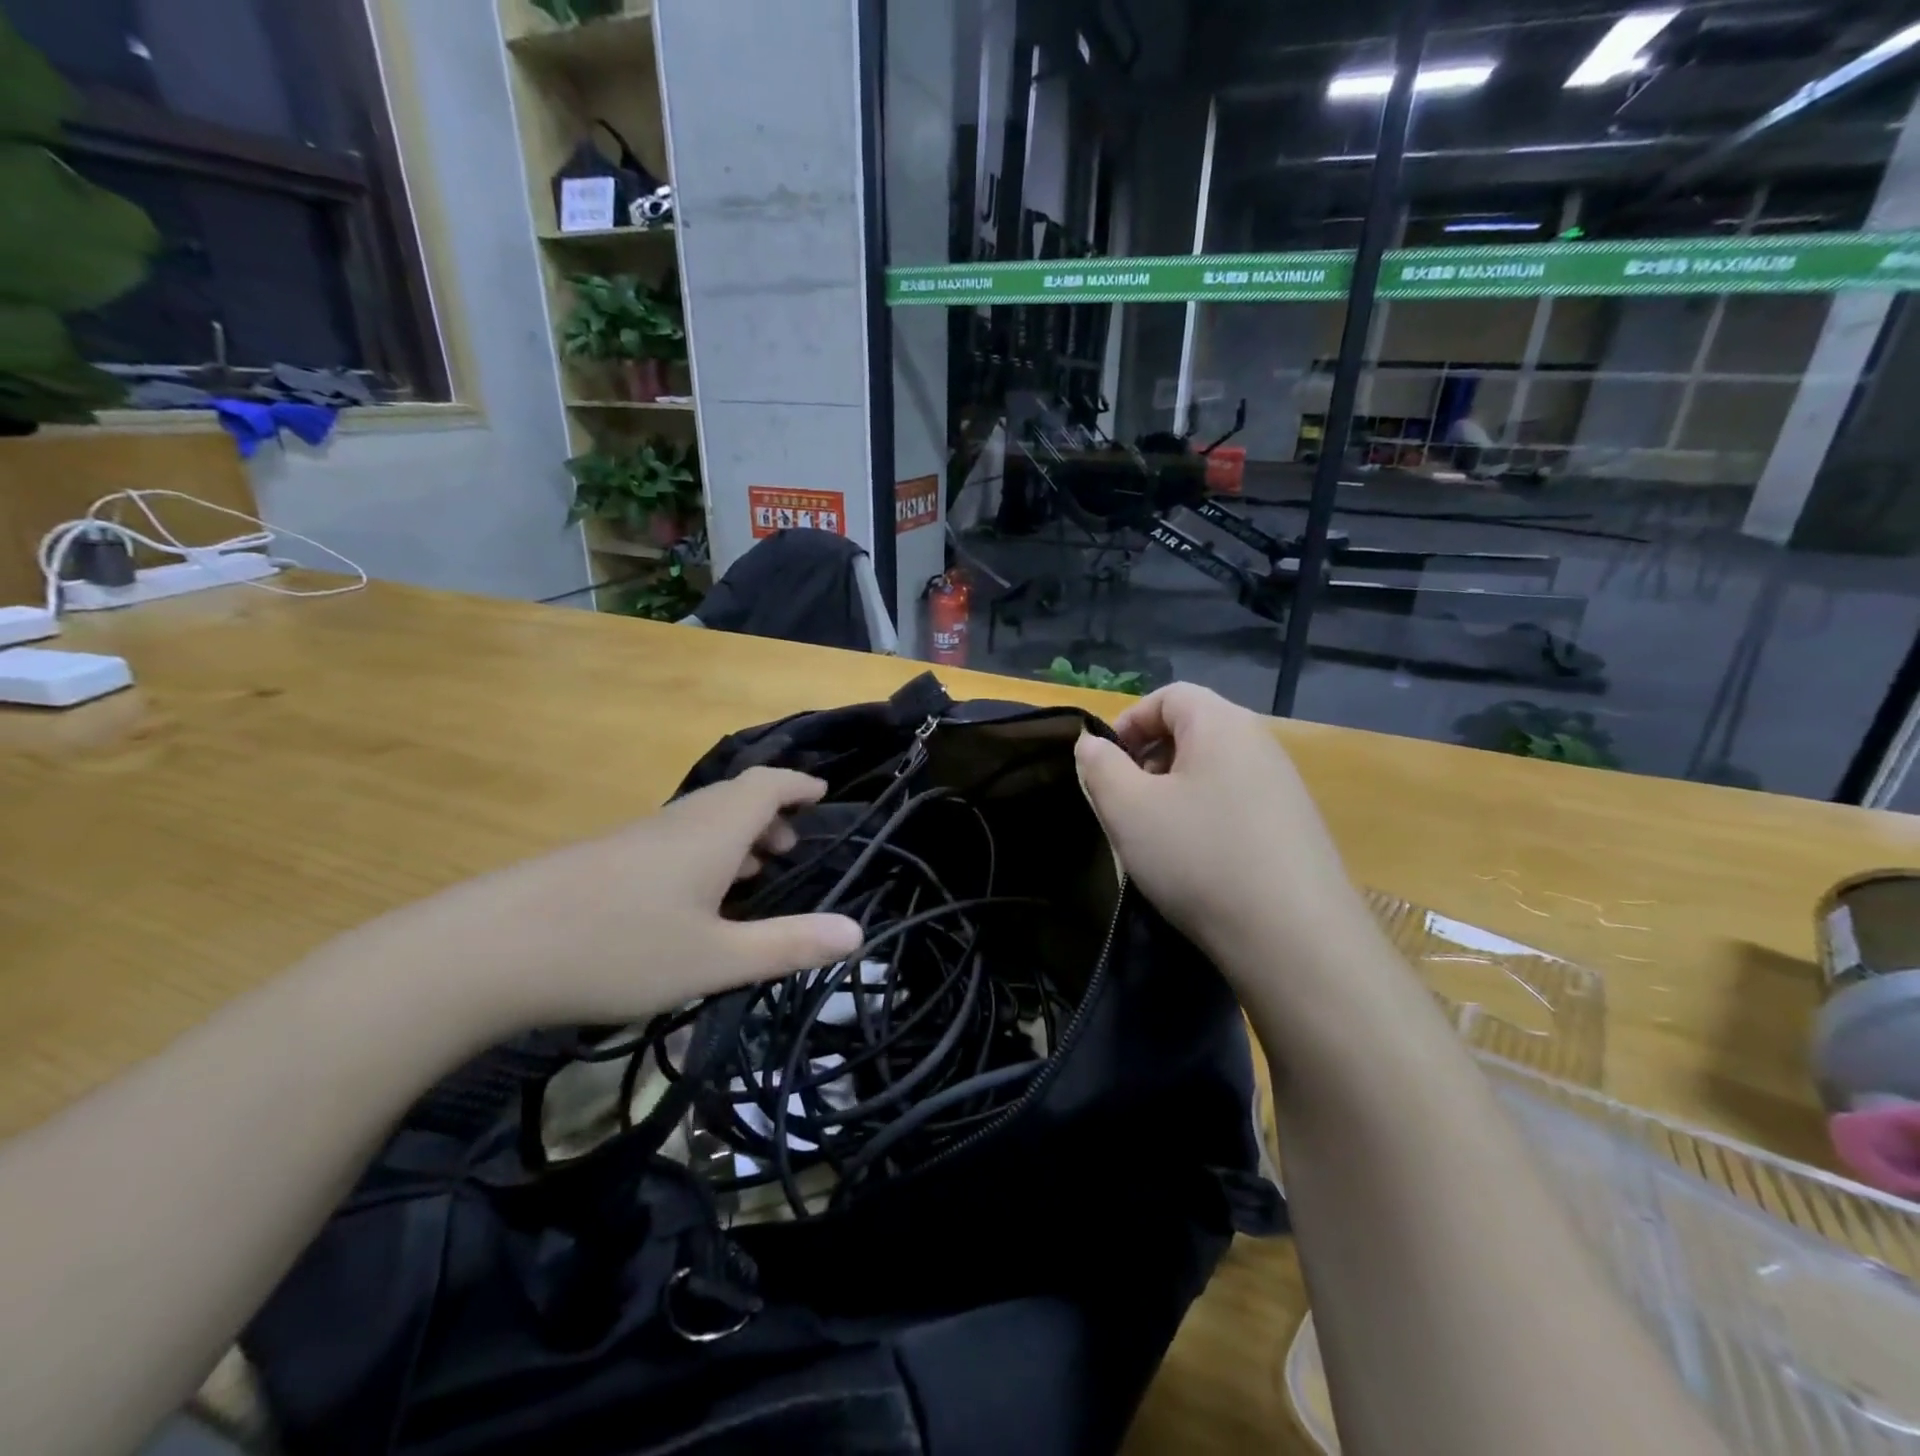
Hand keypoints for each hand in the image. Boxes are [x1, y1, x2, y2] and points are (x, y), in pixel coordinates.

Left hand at [388, 768, 864, 1029]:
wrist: (488, 950)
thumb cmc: (618, 948)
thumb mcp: (715, 959)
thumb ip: (788, 946)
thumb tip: (856, 935)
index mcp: (712, 830)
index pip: (767, 785)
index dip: (798, 786)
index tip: (822, 795)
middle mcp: (677, 822)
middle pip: (734, 799)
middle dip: (771, 816)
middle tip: (792, 848)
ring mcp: (635, 839)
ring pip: (700, 822)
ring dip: (735, 837)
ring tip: (752, 875)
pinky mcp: (603, 860)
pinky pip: (671, 841)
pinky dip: (701, 854)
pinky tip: (691, 899)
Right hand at [1073, 684, 1371, 978]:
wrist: (1294, 938)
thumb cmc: (1199, 857)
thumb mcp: (1128, 809)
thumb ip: (1099, 766)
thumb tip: (1092, 744)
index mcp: (1221, 724)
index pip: (1169, 696)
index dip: (1128, 722)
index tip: (1105, 765)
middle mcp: (1260, 743)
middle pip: (1193, 729)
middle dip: (1149, 757)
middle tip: (1125, 800)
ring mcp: (1285, 786)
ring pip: (1214, 769)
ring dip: (1175, 790)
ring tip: (1156, 834)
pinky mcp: (1296, 826)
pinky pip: (1238, 801)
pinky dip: (1206, 816)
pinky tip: (1197, 860)